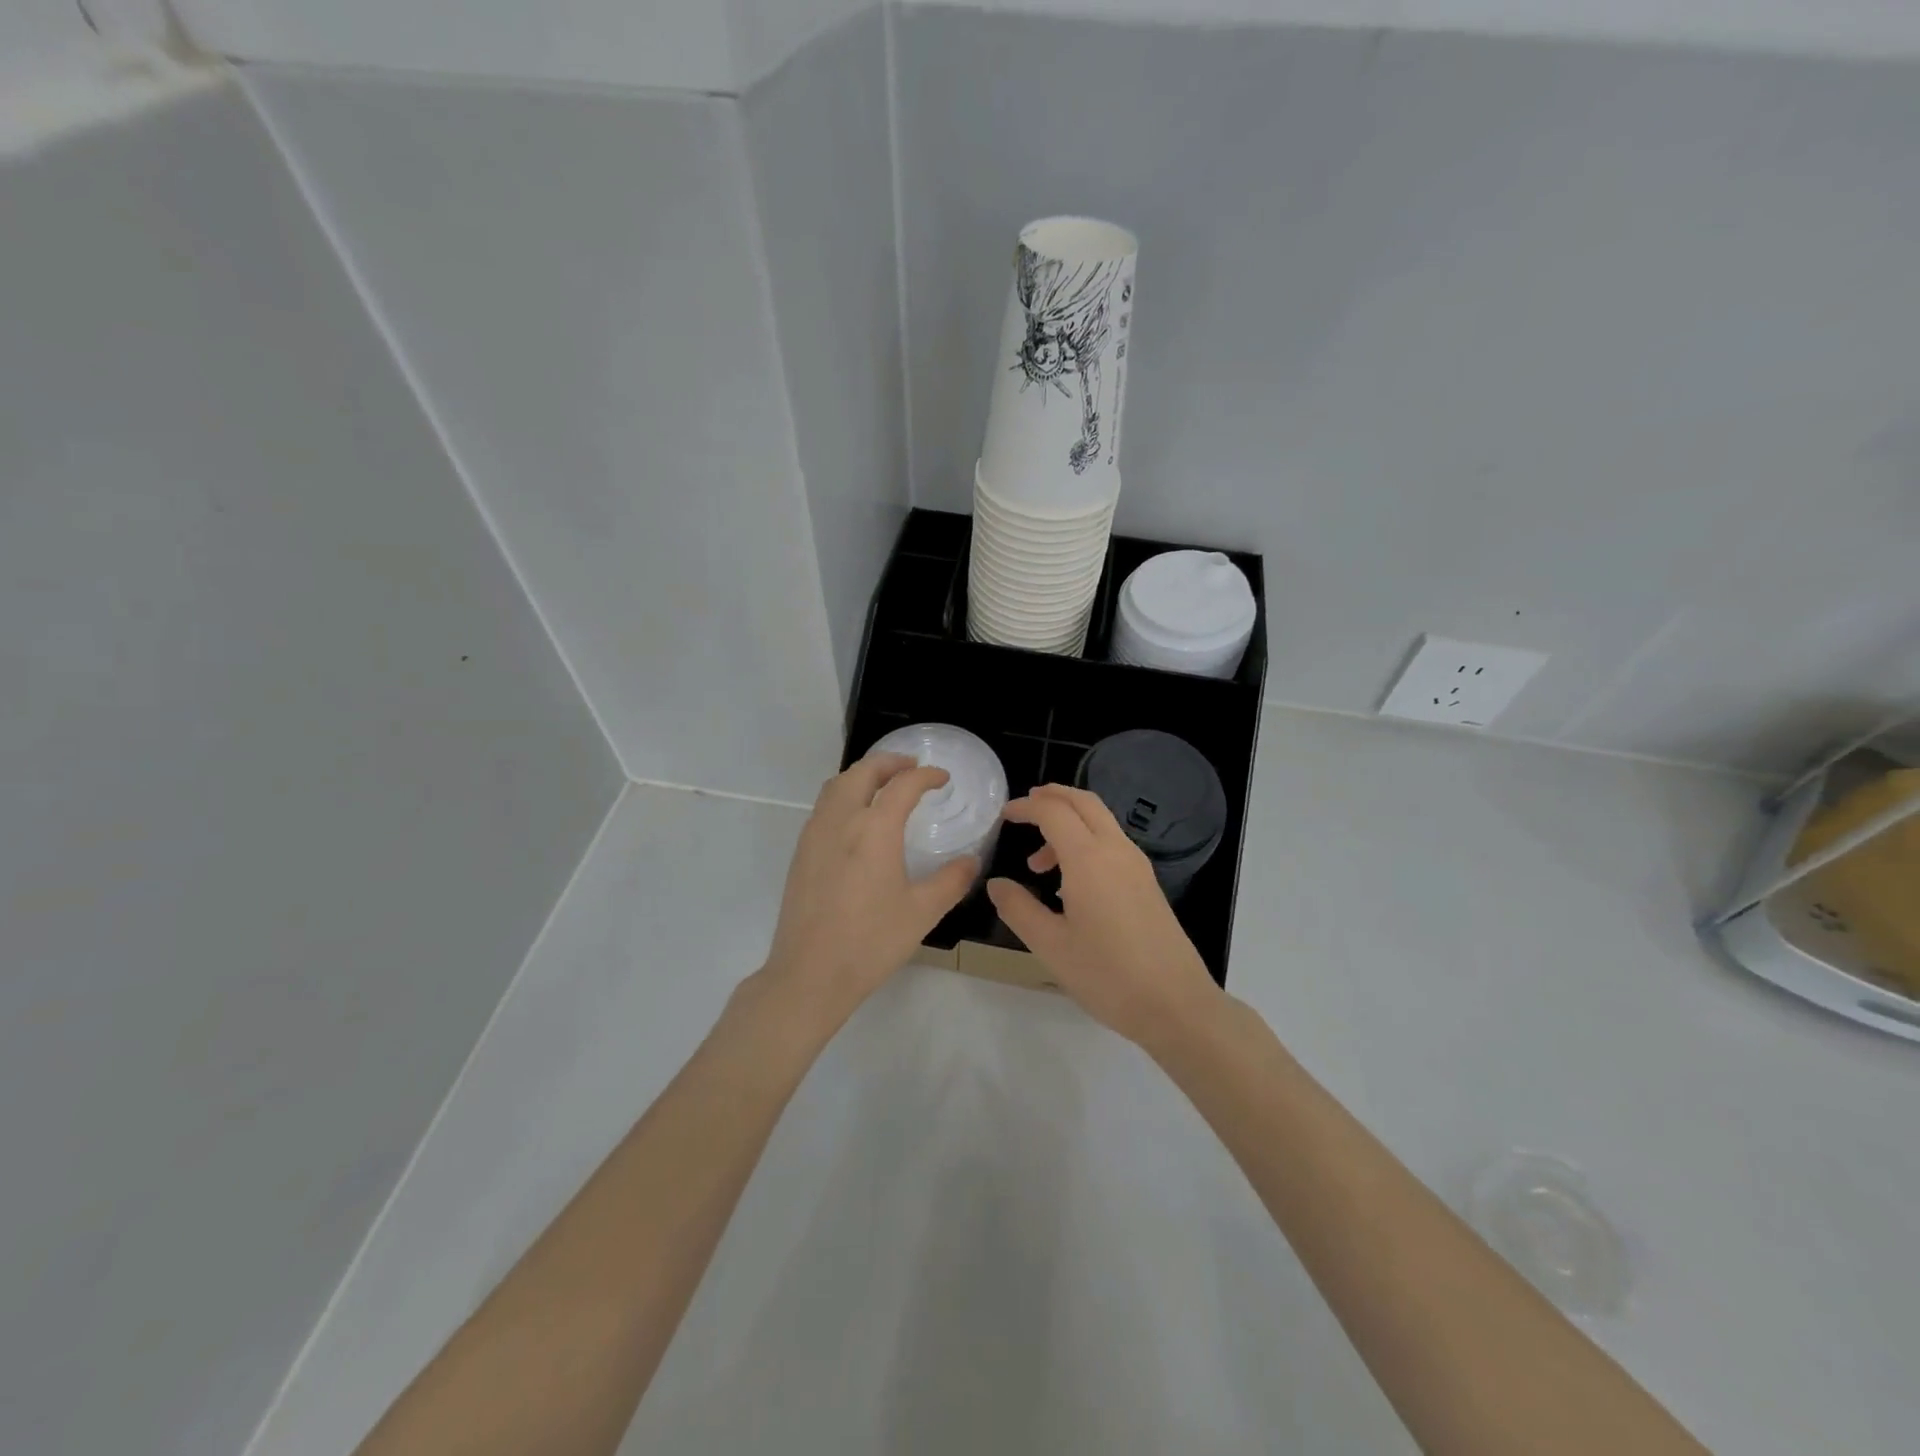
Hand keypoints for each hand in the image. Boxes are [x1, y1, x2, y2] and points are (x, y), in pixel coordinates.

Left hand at [761, 754, 978, 1023]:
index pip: (902, 785)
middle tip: (911, 767)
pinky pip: (823, 806)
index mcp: (874, 829)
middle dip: (889, 762)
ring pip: (837, 785)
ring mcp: (815, 835)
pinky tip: (856, 819)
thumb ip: (951, 881)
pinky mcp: (801, 853)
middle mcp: (841, 820)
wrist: (809, 974)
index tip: (942, 778)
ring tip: (883, 785)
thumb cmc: (871, 942)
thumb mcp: (922, 912)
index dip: (926, 776)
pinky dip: (844, 795)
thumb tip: (971, 862)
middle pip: (862, 772)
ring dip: (863, 775)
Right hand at [987, 784, 1221, 1048]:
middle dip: (1053, 797)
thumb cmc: (1107, 975)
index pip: (1054, 812)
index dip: (1026, 807)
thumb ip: (1018, 909)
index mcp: (1089, 859)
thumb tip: (996, 885)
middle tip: (1025, 807)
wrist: (1175, 1004)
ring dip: (1069, 824)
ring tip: (1039, 863)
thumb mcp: (1050, 945)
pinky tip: (1071, 883)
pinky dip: (1087, 842)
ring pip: (1101, 822)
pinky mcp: (1148, 884)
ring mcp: (1137, 866)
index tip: (1004, 815)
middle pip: (1084, 802)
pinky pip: (1112, 844)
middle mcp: (1116, 851)